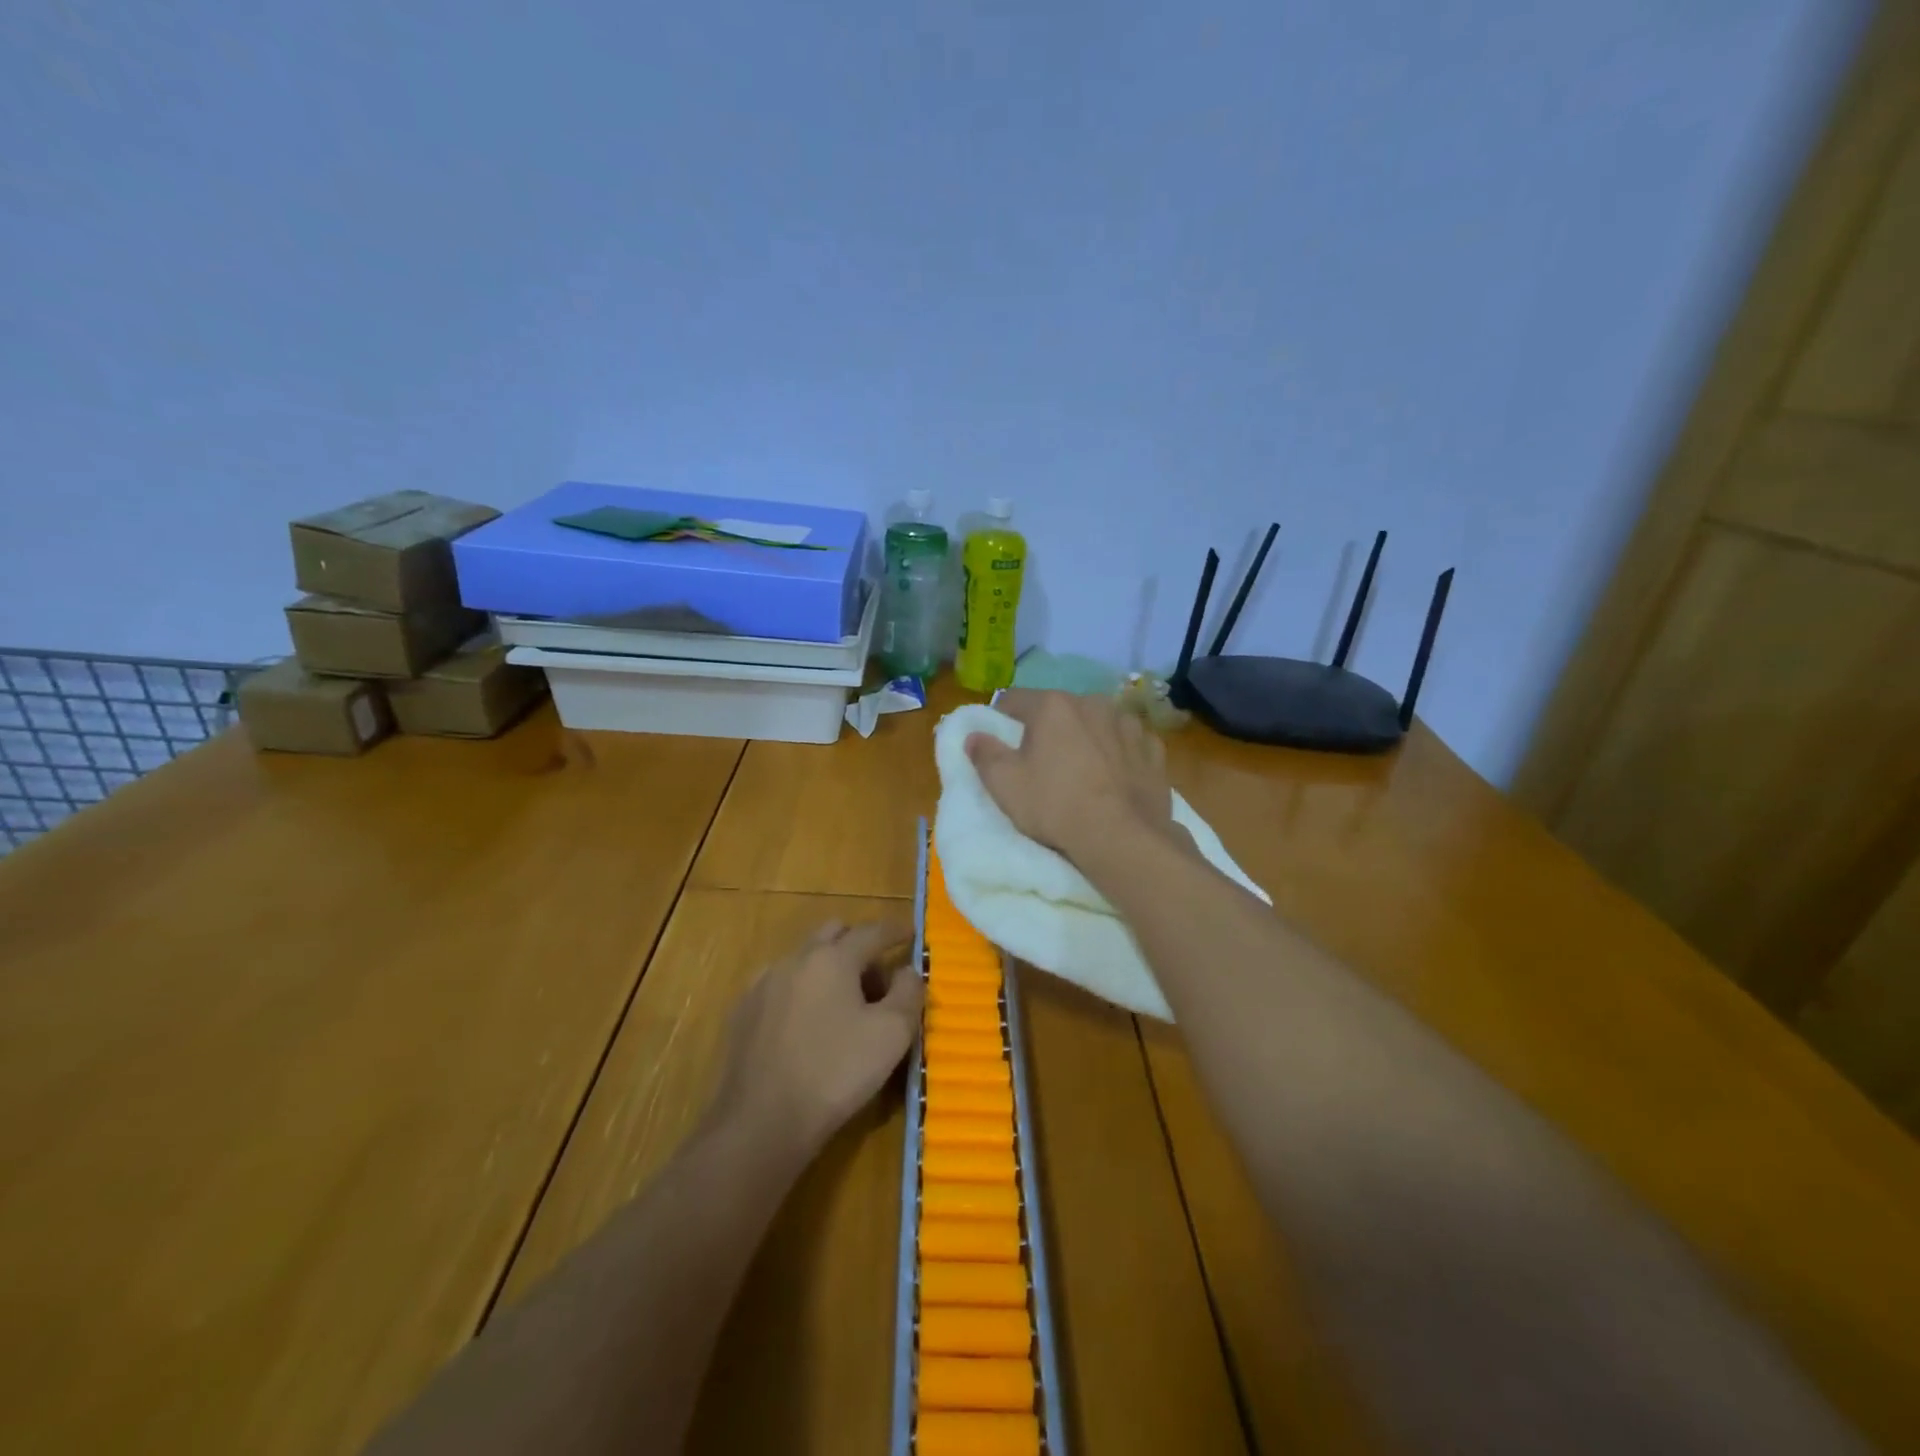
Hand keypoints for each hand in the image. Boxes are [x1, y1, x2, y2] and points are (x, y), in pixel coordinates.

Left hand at [709, 920, 923, 1160]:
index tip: (910, 933)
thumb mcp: (892, 1034)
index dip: (895, 931)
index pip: (872, 932)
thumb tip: (907, 971)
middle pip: (833, 934)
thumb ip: (908, 993)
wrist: (761, 1122)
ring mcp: (764, 984)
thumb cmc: (835, 1073)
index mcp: (833, 958)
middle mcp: (795, 959)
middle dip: (858, 945)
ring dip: (828, 968)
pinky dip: (801, 990)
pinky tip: (807, 1024)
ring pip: (804, 958)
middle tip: (877, 979)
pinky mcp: (743, 1012)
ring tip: (842, 1005)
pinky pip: (781, 984)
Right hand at [966, 689, 1179, 867]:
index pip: (1014, 699)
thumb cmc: (1056, 806)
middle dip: (1047, 728)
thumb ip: (984, 754)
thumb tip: (973, 735)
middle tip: (1040, 761)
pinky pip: (1127, 742)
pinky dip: (1118, 752)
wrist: (1122, 838)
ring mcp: (1128, 724)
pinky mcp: (1152, 749)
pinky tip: (1114, 776)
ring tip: (1082, 769)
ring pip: (1096, 723)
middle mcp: (1093, 703)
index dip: (1002, 719)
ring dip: (1086, 737)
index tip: (1000, 742)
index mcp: (1053, 706)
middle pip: (1059, 709)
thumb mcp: (1004, 784)